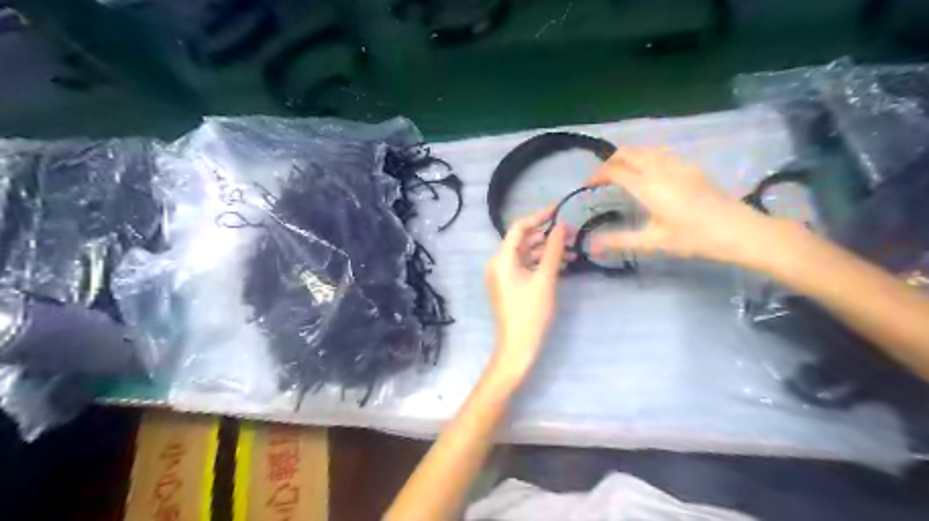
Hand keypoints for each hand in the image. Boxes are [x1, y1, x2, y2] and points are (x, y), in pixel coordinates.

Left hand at [486, 208, 573, 382]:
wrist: (518, 347)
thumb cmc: (531, 312)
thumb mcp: (545, 279)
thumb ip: (554, 250)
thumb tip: (562, 226)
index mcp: (502, 259)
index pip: (518, 228)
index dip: (538, 216)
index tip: (559, 208)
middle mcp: (499, 263)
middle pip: (522, 240)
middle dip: (546, 234)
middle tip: (571, 232)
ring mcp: (503, 275)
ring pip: (526, 254)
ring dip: (547, 249)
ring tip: (571, 248)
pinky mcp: (510, 285)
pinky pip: (526, 266)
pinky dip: (541, 263)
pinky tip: (562, 263)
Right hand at [590, 144, 777, 269]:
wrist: (738, 230)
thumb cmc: (694, 238)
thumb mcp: (653, 242)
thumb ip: (620, 241)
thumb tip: (592, 245)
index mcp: (648, 187)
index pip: (615, 170)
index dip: (597, 175)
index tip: (587, 185)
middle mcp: (660, 169)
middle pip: (628, 152)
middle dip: (610, 161)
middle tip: (601, 179)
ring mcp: (678, 165)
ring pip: (645, 149)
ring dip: (628, 156)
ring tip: (620, 173)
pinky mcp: (691, 167)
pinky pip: (661, 152)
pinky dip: (645, 156)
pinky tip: (648, 171)